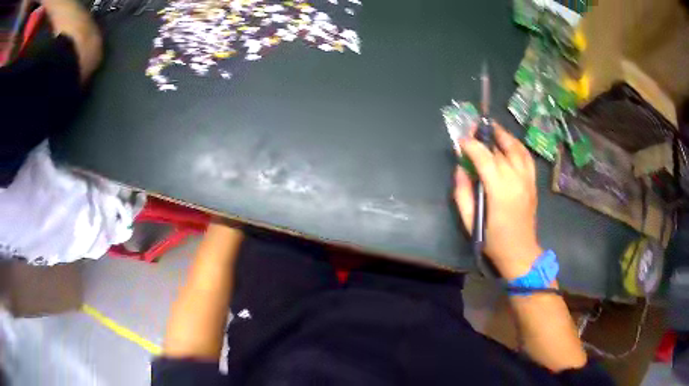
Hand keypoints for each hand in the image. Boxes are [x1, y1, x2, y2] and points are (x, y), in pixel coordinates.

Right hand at [454, 122, 541, 279]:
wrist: (520, 253)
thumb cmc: (493, 241)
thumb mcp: (470, 221)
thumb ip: (463, 193)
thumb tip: (460, 168)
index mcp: (500, 191)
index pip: (485, 158)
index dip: (472, 146)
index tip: (461, 140)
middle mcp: (516, 180)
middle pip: (500, 150)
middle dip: (485, 137)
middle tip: (473, 130)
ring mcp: (527, 180)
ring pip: (517, 149)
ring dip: (504, 136)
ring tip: (492, 128)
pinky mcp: (533, 183)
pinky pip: (527, 158)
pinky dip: (518, 146)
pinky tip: (510, 143)